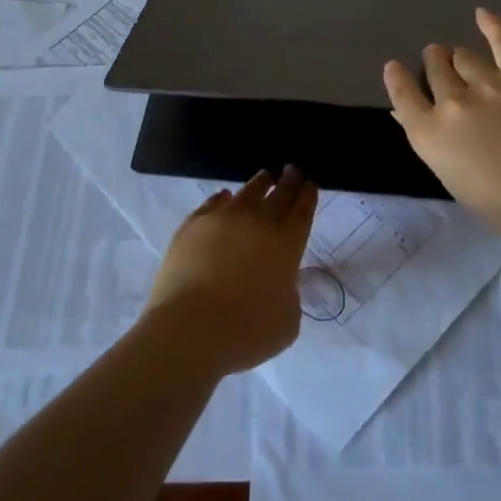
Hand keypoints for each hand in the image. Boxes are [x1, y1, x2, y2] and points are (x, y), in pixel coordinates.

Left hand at [142, 167, 317, 375]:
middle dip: (289, 180)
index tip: (310, 183)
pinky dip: (223, 198)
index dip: (308, 195)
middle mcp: (259, 223)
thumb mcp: (288, 322)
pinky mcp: (193, 225)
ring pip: (248, 191)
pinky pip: (214, 202)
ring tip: (265, 176)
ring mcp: (224, 219)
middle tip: (293, 169)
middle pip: (279, 193)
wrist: (190, 329)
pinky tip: (225, 197)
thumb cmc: (246, 331)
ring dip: (261, 182)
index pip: (302, 211)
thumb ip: (289, 294)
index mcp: (287, 244)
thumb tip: (278, 282)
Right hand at [384, 8, 500, 235]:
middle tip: (439, 62)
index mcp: (428, 133)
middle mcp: (451, 102)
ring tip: (461, 57)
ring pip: (463, 56)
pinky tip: (482, 14)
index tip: (395, 67)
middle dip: (435, 63)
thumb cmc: (496, 202)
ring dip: (458, 56)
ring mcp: (486, 84)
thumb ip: (426, 137)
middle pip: (436, 68)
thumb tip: (403, 113)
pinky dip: (492, 25)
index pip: (403, 93)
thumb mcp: (449, 174)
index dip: (397, 77)